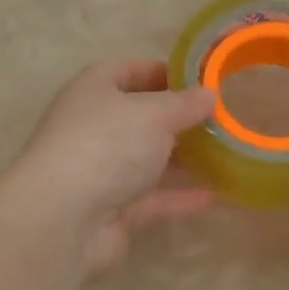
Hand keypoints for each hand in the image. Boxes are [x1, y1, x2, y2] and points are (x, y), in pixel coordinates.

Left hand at [6, 59, 216, 274]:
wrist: (64, 219)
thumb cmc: (107, 145)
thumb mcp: (154, 114)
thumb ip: (185, 104)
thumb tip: (209, 94)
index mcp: (94, 90)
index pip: (130, 70)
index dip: (165, 72)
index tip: (203, 80)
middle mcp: (94, 126)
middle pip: (140, 117)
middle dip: (178, 119)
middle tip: (220, 119)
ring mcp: (101, 170)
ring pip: (146, 159)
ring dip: (181, 158)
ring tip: (224, 154)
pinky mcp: (111, 209)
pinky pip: (152, 198)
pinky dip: (179, 196)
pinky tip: (214, 195)